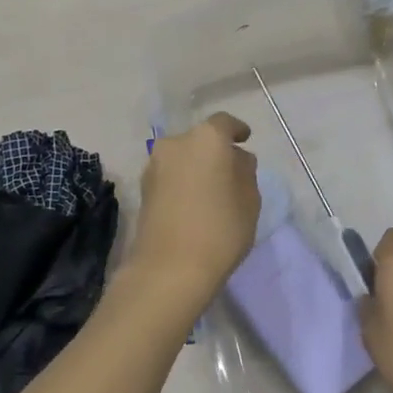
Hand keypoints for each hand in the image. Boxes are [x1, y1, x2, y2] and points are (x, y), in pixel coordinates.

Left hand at [133, 113, 260, 295]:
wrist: (170, 268)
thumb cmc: (220, 229)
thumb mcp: (250, 200)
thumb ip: (246, 172)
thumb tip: (237, 159)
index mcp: (206, 138)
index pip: (224, 124)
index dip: (237, 130)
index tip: (246, 138)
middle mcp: (175, 143)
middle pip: (200, 140)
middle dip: (215, 151)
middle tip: (231, 171)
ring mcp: (154, 166)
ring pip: (182, 158)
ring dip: (196, 167)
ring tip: (212, 190)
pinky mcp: (143, 189)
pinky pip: (170, 176)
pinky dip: (182, 181)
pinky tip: (193, 202)